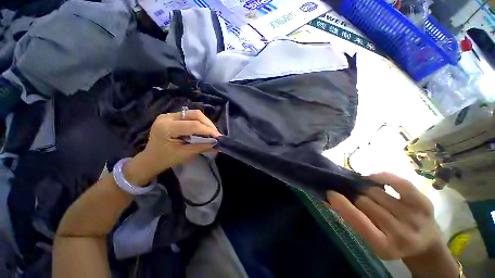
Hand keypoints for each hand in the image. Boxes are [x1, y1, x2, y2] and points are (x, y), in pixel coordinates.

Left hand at [124, 110, 220, 184]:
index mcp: (166, 128)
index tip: (219, 137)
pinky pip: (189, 116)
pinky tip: (203, 130)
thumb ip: (202, 146)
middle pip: (194, 114)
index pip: (193, 125)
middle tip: (216, 134)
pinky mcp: (171, 117)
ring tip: (211, 132)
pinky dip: (199, 122)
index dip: (208, 130)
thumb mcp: (185, 154)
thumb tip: (217, 143)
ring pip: (193, 113)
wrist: (150, 159)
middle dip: (208, 124)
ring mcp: (168, 115)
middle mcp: (167, 117)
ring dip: (205, 122)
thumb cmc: (165, 159)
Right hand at [327, 172, 441, 259]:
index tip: (330, 193)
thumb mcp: (371, 239)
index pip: (357, 219)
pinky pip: (398, 183)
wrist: (425, 243)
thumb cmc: (391, 241)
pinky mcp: (423, 202)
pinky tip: (373, 178)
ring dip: (365, 189)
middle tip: (350, 193)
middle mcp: (401, 233)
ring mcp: (414, 217)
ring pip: (376, 192)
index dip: (341, 204)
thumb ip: (353, 219)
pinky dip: (382, 177)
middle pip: (365, 202)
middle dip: (354, 196)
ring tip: (364, 191)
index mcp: (384, 247)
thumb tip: (329, 199)